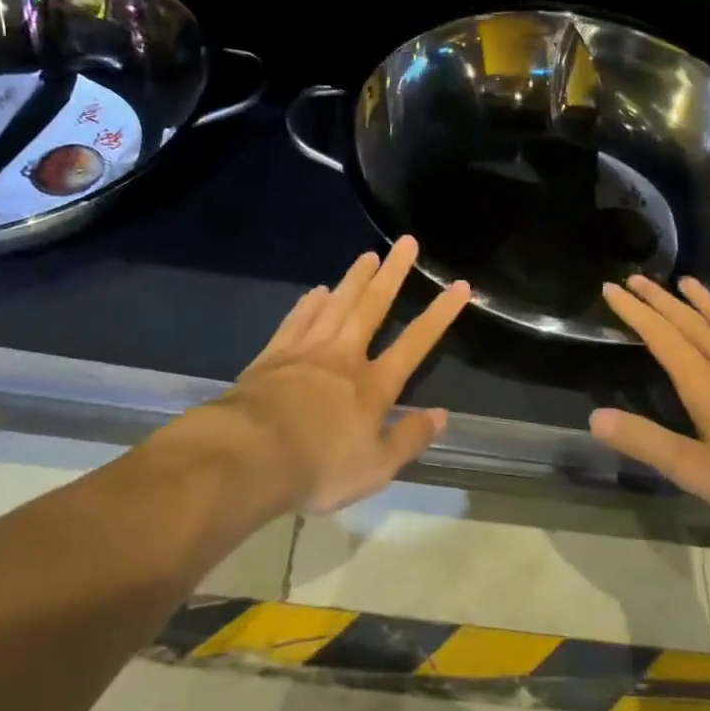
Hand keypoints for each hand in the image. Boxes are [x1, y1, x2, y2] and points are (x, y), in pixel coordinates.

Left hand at [217, 236, 471, 512]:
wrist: (250, 456)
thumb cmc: (319, 467)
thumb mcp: (376, 468)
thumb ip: (410, 438)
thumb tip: (442, 415)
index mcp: (373, 385)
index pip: (415, 343)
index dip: (439, 314)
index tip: (458, 285)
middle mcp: (344, 357)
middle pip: (372, 307)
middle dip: (393, 274)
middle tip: (406, 242)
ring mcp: (306, 351)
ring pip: (336, 305)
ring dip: (354, 279)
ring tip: (368, 255)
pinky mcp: (273, 355)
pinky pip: (297, 320)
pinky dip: (310, 304)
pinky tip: (317, 291)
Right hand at [590, 276, 709, 542]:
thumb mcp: (697, 472)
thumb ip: (647, 442)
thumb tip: (596, 417)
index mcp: (706, 385)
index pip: (662, 338)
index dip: (635, 312)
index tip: (612, 287)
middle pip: (692, 325)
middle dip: (662, 300)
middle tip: (639, 277)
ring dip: (704, 303)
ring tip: (687, 282)